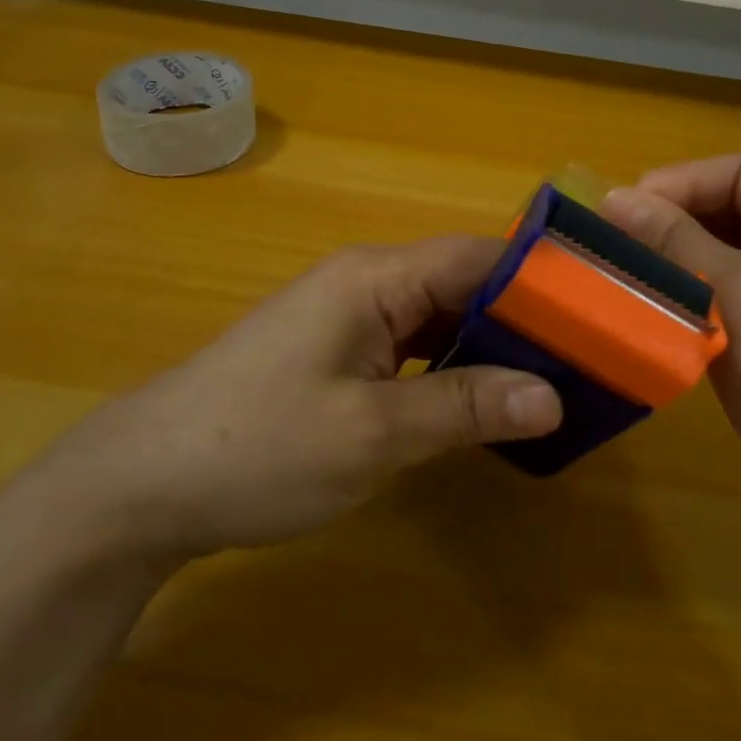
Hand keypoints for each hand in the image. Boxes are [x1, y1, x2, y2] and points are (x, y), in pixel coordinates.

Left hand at [41, 237, 562, 565]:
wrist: (143, 483)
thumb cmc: (258, 446)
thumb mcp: (371, 433)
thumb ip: (464, 406)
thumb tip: (552, 396)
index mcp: (376, 277)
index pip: (477, 257)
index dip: (539, 282)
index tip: (598, 313)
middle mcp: (366, 282)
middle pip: (461, 283)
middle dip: (521, 318)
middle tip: (586, 358)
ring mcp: (347, 317)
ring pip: (438, 316)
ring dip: (488, 345)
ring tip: (551, 379)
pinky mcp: (335, 352)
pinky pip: (411, 345)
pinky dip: (451, 366)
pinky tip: (482, 400)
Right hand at [603, 152, 740, 536]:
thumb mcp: (737, 294)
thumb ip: (674, 239)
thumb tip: (615, 196)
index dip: (685, 180)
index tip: (627, 206)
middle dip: (680, 220)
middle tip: (620, 239)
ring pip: (735, 258)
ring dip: (683, 261)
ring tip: (630, 272)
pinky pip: (738, 300)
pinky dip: (698, 298)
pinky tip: (659, 310)